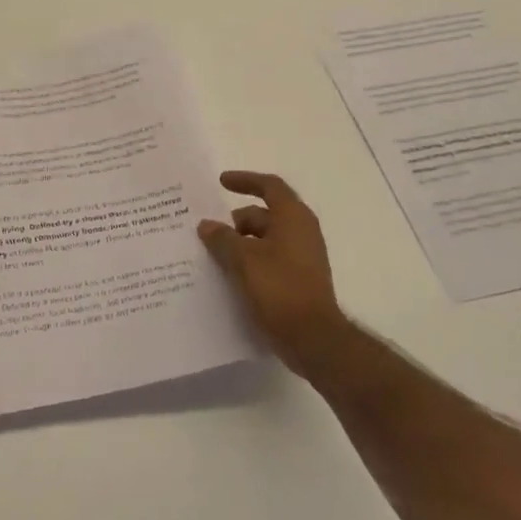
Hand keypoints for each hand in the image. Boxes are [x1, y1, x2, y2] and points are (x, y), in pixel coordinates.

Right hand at [198, 171, 351, 380]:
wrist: (314, 339)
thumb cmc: (280, 289)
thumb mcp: (243, 260)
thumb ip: (222, 239)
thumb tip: (206, 225)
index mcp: (293, 217)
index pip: (269, 186)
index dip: (244, 180)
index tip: (221, 182)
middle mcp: (301, 232)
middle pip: (264, 215)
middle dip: (235, 221)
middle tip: (208, 232)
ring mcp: (302, 257)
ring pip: (265, 240)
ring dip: (240, 244)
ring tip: (213, 256)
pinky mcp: (298, 280)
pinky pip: (269, 260)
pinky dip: (250, 262)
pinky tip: (229, 277)